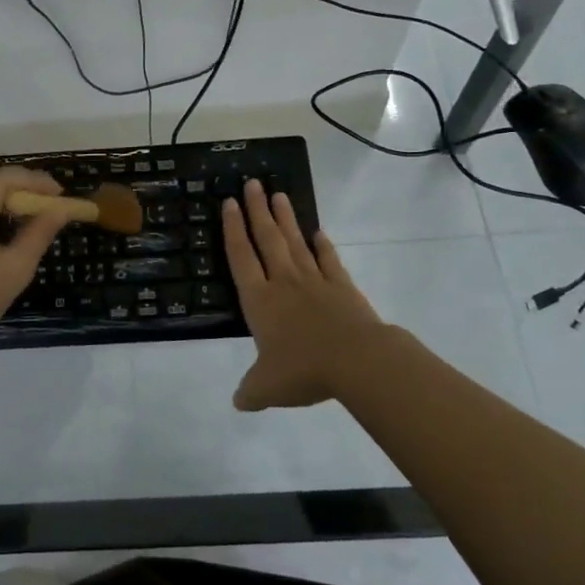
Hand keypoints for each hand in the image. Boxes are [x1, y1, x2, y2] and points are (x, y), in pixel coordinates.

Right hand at [223, 179, 386, 409]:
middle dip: (256, 210)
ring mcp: (315, 281)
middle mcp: (283, 282)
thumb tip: (239, 401)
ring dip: (285, 219)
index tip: (228, 203)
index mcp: (259, 300)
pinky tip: (318, 232)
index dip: (232, 229)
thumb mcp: (267, 388)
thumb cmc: (303, 369)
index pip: (240, 257)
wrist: (356, 360)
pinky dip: (323, 245)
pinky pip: (329, 260)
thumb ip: (251, 391)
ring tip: (278, 194)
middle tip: (252, 183)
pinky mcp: (342, 287)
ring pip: (295, 242)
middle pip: (266, 239)